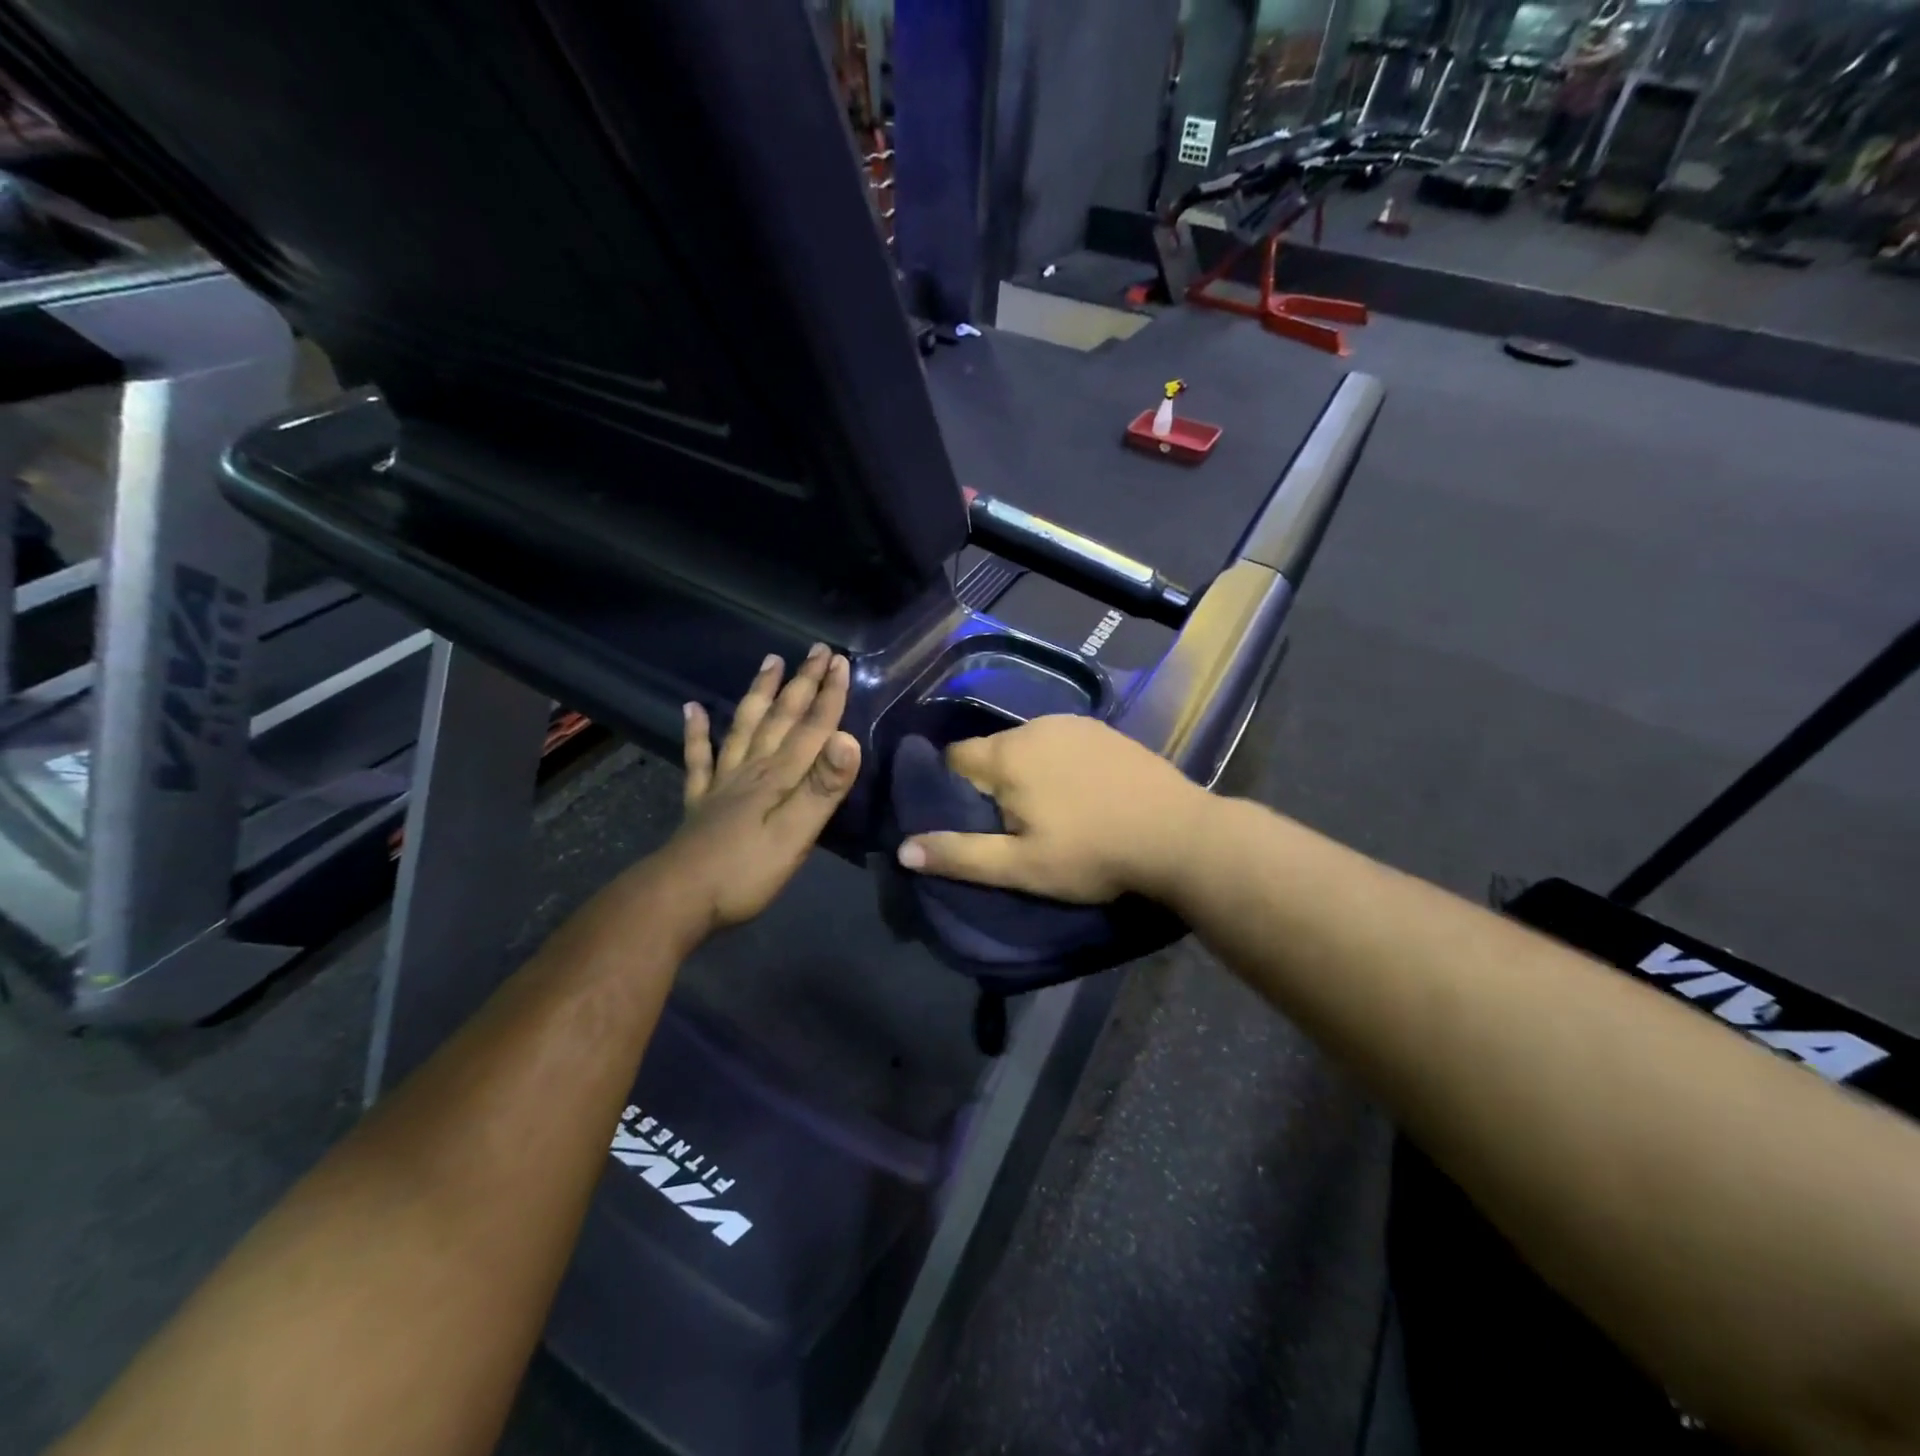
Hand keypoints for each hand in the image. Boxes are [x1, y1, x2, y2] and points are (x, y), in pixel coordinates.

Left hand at [643, 645, 861, 936]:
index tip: (841, 661)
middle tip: (817, 649)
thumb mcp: (795, 835)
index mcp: (779, 777)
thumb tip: (848, 740)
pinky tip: (692, 709)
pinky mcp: (701, 801)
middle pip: (781, 718)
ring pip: (745, 726)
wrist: (677, 899)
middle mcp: (752, 769)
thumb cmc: (745, 872)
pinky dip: (697, 731)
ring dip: (759, 693)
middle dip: (802, 683)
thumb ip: (822, 789)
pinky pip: (699, 758)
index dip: (829, 695)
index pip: (811, 728)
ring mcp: (723, 783)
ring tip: (770, 662)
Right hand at [895, 716, 1208, 903]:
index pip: (954, 758)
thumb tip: (902, 848)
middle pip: (991, 751)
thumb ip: (960, 855)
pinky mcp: (1104, 729)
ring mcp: (1074, 723)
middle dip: (990, 782)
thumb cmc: (1093, 854)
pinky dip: (1057, 762)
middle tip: (1012, 825)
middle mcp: (1035, 726)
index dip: (952, 789)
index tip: (969, 820)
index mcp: (1008, 755)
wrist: (1179, 835)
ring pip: (1027, 745)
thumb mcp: (1021, 867)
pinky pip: (1060, 741)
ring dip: (1025, 771)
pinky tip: (1081, 791)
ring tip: (1048, 811)